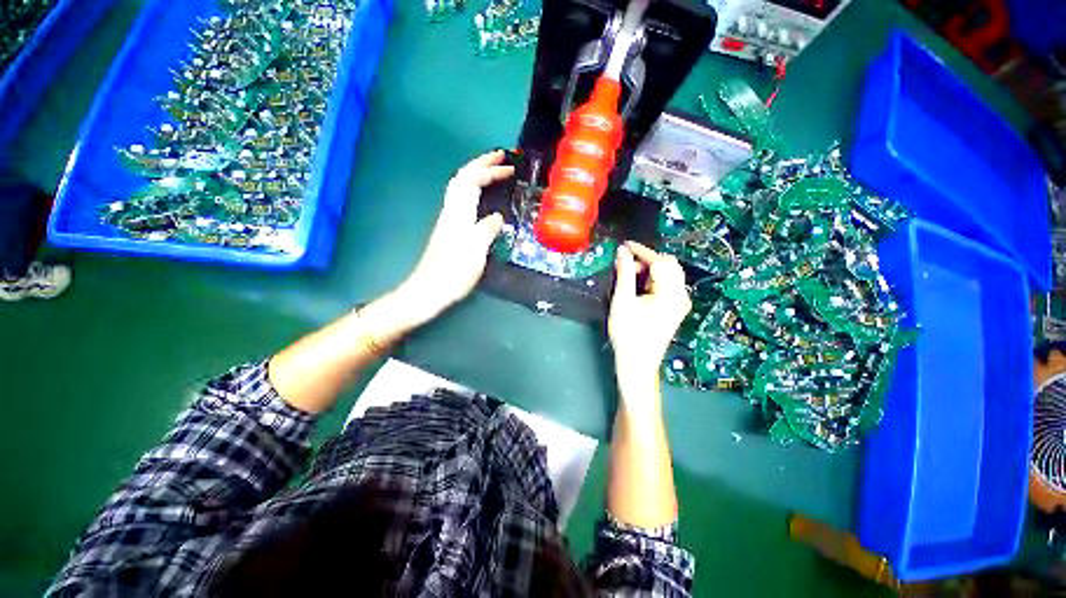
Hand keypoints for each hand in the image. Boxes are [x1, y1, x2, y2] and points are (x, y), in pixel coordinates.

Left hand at [395, 150, 513, 325]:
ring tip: (494, 172)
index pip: (471, 181)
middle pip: (463, 178)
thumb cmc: (453, 272)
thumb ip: (487, 229)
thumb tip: (498, 216)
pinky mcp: (451, 232)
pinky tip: (483, 199)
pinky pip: (464, 202)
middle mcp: (451, 212)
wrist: (429, 291)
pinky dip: (475, 192)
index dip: (489, 170)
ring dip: (477, 175)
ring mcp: (449, 222)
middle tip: (501, 158)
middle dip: (482, 164)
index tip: (509, 167)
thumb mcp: (475, 250)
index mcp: (458, 214)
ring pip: (461, 189)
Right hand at [608, 242, 691, 396]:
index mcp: (671, 294)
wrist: (637, 363)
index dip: (641, 251)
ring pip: (669, 274)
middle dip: (647, 260)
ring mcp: (680, 303)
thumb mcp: (622, 301)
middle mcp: (681, 296)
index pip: (660, 262)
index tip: (624, 245)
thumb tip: (622, 252)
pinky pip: (668, 285)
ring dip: (650, 270)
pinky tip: (639, 286)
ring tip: (629, 276)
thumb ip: (624, 274)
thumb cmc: (628, 334)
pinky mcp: (675, 309)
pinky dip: (654, 280)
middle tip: (625, 265)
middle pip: (669, 265)